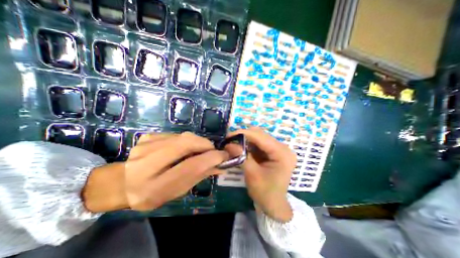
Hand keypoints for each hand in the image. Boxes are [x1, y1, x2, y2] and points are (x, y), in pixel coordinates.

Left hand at [82, 132, 227, 211]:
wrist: (121, 183)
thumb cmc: (152, 194)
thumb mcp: (177, 192)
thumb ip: (199, 176)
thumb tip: (220, 165)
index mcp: (154, 186)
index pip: (190, 167)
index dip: (211, 159)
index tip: (224, 156)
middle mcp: (147, 163)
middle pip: (186, 143)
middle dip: (205, 144)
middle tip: (212, 150)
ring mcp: (146, 145)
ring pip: (183, 136)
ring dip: (198, 141)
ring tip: (200, 149)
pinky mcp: (148, 137)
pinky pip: (176, 135)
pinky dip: (187, 140)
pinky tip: (184, 148)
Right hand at [227, 128, 298, 221]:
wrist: (274, 205)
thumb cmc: (265, 193)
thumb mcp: (252, 175)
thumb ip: (241, 157)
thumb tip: (228, 144)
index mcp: (282, 153)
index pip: (261, 137)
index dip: (243, 133)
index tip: (229, 135)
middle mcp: (282, 148)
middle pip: (260, 135)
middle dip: (244, 136)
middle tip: (230, 141)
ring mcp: (278, 149)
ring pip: (259, 138)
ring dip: (245, 140)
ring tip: (234, 144)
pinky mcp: (273, 152)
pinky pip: (259, 144)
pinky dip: (249, 145)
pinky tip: (241, 149)